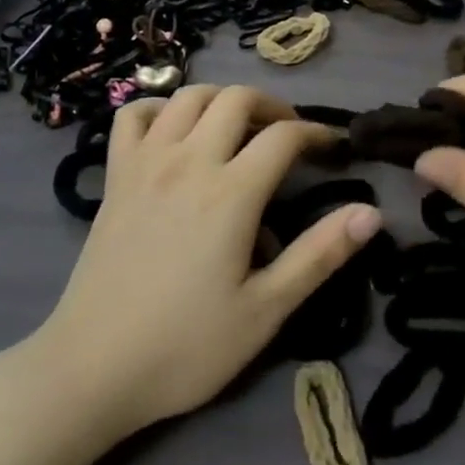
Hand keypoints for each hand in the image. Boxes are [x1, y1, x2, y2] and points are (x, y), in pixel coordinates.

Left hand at [35, 85, 382, 438]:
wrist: (92, 369)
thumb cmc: (186, 346)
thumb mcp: (265, 311)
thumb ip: (319, 255)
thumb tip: (372, 212)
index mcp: (231, 192)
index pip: (284, 136)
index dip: (315, 133)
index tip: (332, 147)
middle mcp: (189, 160)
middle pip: (236, 98)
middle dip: (271, 106)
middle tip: (286, 135)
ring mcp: (146, 162)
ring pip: (188, 96)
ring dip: (221, 100)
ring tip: (236, 129)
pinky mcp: (115, 175)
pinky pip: (132, 115)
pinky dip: (158, 109)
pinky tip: (172, 132)